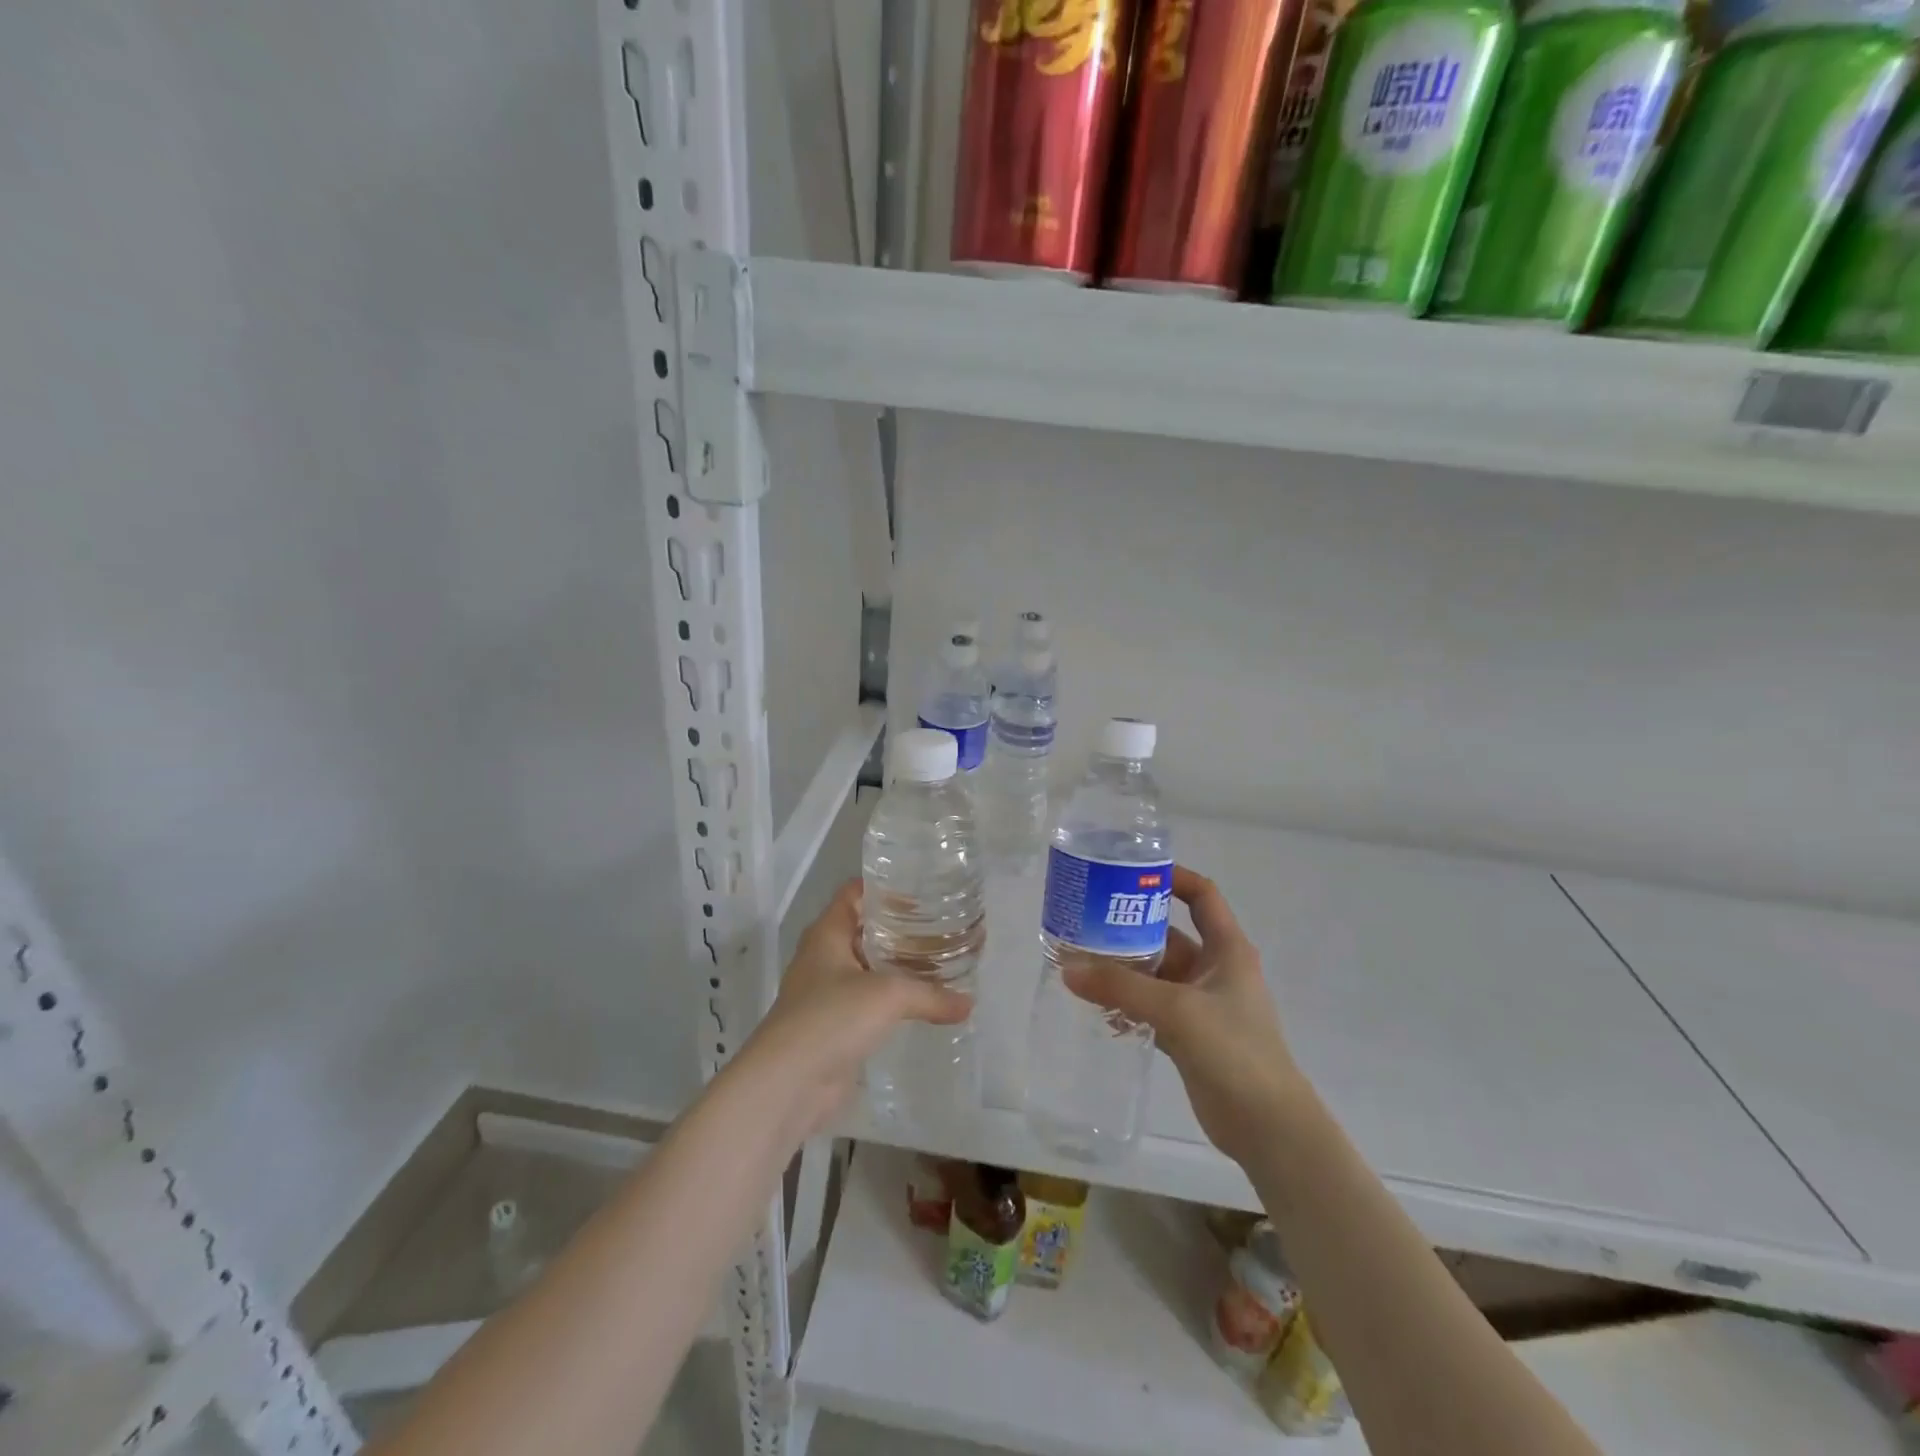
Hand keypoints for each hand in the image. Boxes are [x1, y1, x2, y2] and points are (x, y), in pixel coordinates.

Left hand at [736, 880, 970, 1139]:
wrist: (787, 1085)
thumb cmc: (831, 1018)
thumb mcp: (888, 995)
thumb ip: (931, 994)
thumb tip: (969, 1004)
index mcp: (827, 933)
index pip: (854, 893)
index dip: (885, 887)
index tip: (923, 890)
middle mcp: (824, 957)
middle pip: (865, 930)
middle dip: (901, 929)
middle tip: (943, 927)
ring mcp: (827, 994)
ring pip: (869, 969)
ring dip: (899, 968)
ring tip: (942, 964)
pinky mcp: (835, 1028)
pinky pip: (869, 1004)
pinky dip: (893, 1003)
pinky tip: (924, 1007)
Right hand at [1063, 866, 1311, 1166]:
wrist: (1268, 1128)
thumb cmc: (1234, 1051)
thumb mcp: (1177, 1011)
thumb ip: (1121, 987)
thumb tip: (1066, 967)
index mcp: (1227, 949)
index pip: (1202, 895)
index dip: (1171, 877)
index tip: (1129, 872)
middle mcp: (1214, 970)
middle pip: (1168, 934)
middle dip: (1129, 926)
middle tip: (1085, 919)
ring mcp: (1201, 1004)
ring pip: (1155, 973)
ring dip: (1123, 968)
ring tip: (1079, 961)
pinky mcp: (1189, 1035)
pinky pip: (1150, 1006)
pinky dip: (1126, 1002)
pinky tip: (1095, 1006)